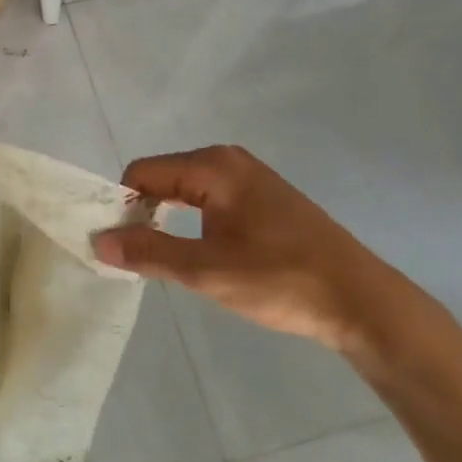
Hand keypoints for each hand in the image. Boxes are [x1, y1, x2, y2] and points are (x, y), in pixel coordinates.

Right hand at [93, 144, 395, 350]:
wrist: (362, 302)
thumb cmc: (280, 280)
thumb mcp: (206, 270)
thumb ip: (148, 252)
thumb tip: (98, 240)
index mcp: (212, 166)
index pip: (141, 173)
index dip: (122, 206)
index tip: (117, 245)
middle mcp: (228, 160)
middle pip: (162, 177)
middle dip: (143, 212)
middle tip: (138, 256)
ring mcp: (250, 177)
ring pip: (186, 190)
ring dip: (168, 219)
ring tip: (166, 258)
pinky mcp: (265, 199)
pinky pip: (210, 199)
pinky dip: (194, 221)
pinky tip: (202, 253)